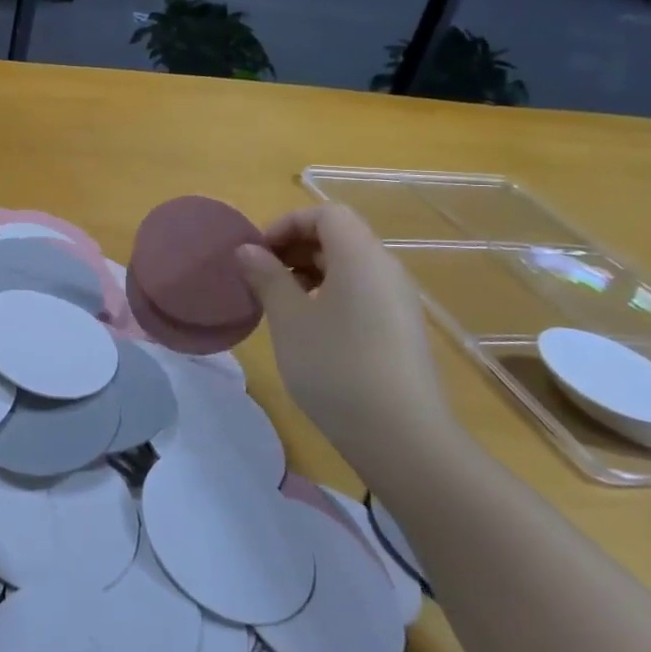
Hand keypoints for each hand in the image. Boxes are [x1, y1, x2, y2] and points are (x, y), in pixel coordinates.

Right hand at [234, 204, 458, 478]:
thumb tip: (248, 250)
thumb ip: (267, 277)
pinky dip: (330, 293)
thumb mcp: (289, 319)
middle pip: (340, 236)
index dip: (287, 223)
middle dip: (295, 247)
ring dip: (310, 271)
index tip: (257, 253)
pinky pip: (362, 292)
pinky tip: (308, 328)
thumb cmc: (336, 367)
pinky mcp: (401, 330)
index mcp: (361, 257)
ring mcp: (398, 302)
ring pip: (350, 266)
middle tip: (260, 275)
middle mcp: (386, 270)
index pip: (326, 214)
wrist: (402, 438)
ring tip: (279, 301)